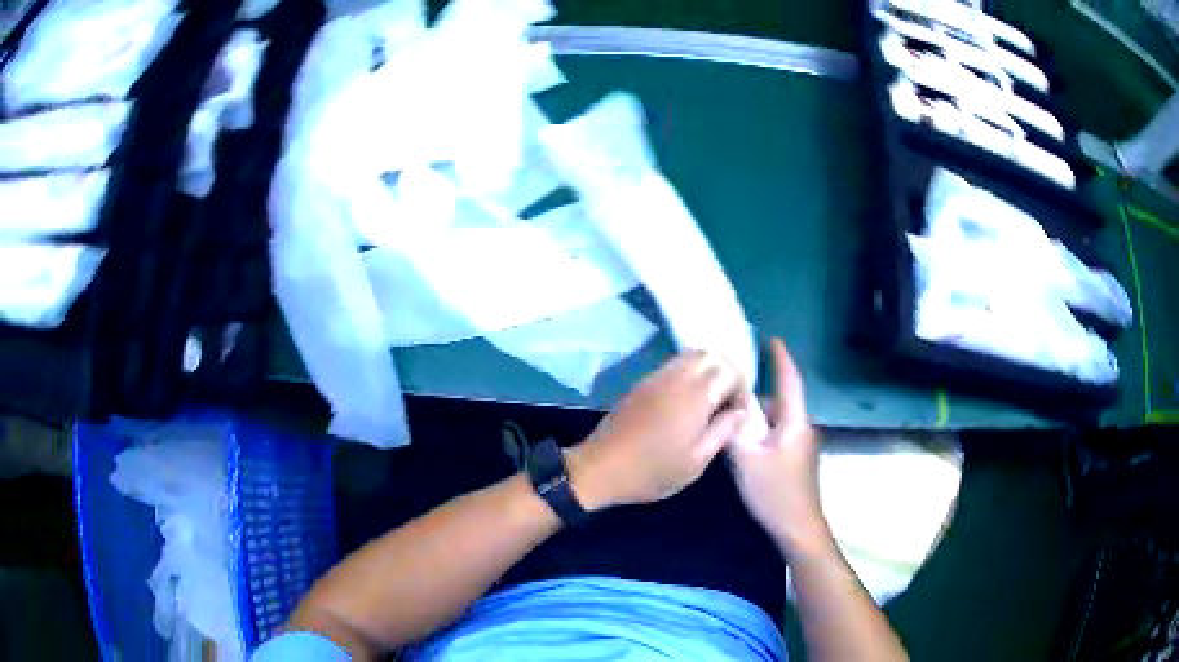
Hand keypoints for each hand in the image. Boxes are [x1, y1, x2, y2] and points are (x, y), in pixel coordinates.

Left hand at [567, 350, 748, 509]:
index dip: (741, 387)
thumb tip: (741, 411)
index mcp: (695, 396)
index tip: (738, 412)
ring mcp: (656, 377)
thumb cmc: (652, 471)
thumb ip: (723, 431)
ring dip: (707, 370)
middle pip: (711, 354)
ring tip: (708, 401)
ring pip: (691, 355)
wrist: (600, 468)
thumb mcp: (695, 462)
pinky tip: (685, 402)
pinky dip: (688, 372)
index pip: (729, 369)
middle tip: (727, 402)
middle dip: (726, 372)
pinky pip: (673, 364)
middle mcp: (676, 377)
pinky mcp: (642, 383)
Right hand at [727, 338, 829, 554]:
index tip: (772, 339)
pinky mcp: (797, 460)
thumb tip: (726, 406)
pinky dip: (762, 432)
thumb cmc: (774, 492)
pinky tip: (744, 446)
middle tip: (729, 392)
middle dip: (756, 396)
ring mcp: (802, 446)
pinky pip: (778, 435)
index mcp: (795, 422)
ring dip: (757, 418)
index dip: (781, 359)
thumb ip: (735, 431)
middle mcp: (802, 428)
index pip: (789, 381)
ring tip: (730, 422)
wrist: (798, 528)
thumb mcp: (747, 461)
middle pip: (779, 402)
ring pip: (777, 421)